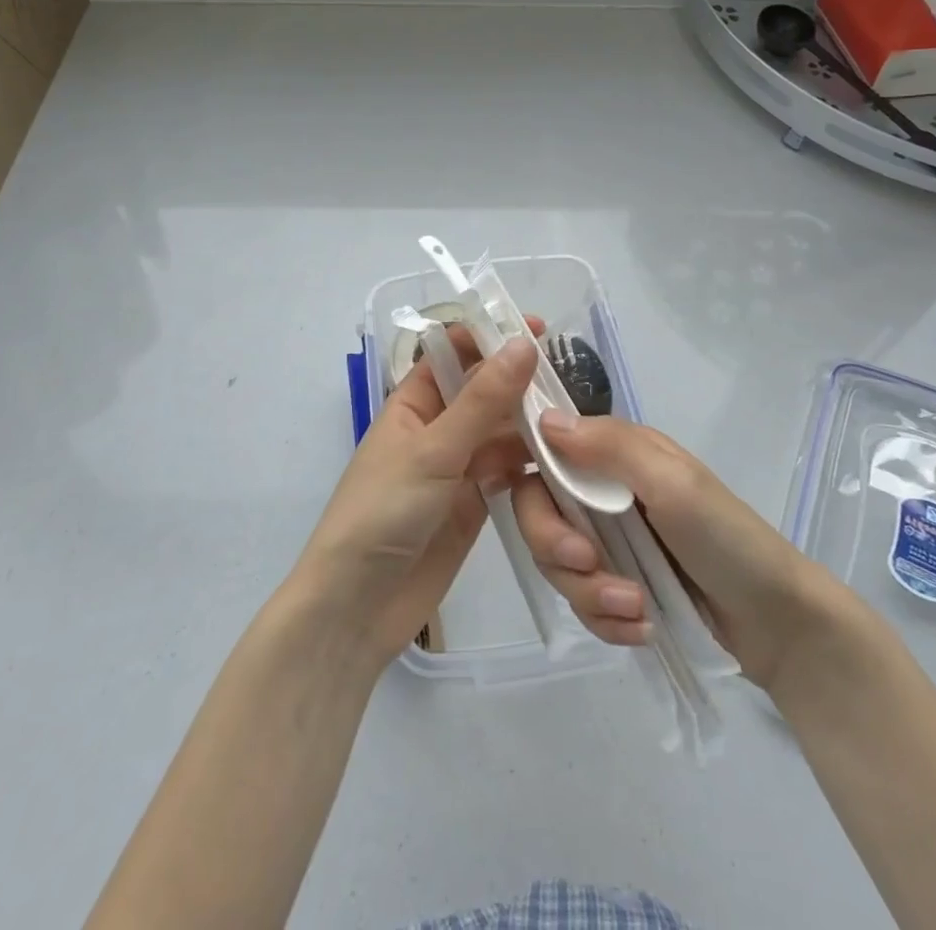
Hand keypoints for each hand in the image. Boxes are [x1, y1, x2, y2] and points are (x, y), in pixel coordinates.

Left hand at [291, 329, 540, 667]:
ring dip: (532, 423)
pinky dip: (534, 464)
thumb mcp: (433, 450)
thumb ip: (482, 400)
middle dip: (520, 381)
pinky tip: (566, 460)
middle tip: (571, 376)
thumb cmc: (382, 512)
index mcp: (413, 402)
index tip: (536, 328)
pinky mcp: (476, 503)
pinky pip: (510, 471)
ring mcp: (458, 467)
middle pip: (485, 391)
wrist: (357, 608)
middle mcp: (438, 428)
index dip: (491, 336)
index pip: (454, 353)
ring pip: (502, 431)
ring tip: (578, 418)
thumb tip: (522, 344)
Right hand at [511, 413, 826, 689]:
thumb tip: (544, 418)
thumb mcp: (673, 483)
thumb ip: (610, 448)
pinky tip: (641, 628)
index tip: (540, 513)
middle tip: (590, 568)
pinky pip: (581, 602)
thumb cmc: (728, 538)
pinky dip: (605, 620)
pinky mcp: (617, 585)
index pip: (544, 452)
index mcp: (615, 454)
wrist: (779, 625)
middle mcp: (603, 491)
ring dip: (589, 593)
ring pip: (556, 563)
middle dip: (556, 547)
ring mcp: (609, 541)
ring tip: (635, 609)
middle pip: (539, 512)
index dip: (527, 477)